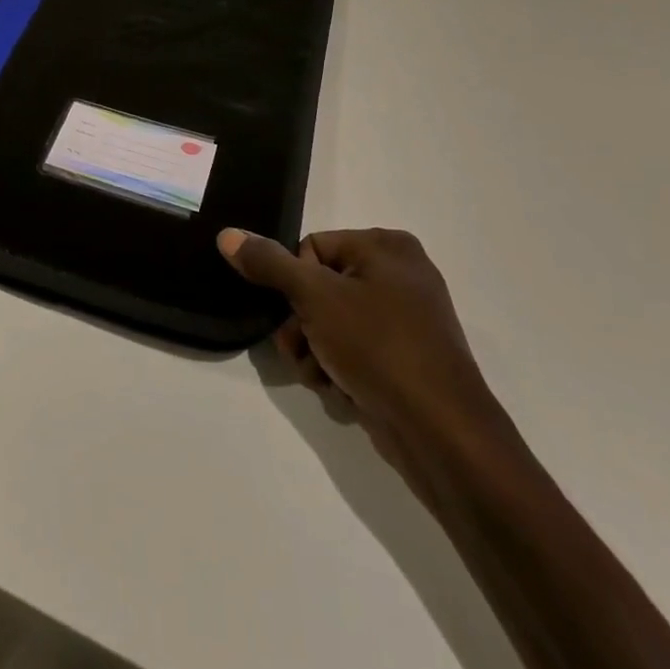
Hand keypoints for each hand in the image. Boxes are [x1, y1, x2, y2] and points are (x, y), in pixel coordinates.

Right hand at [217, 226, 509, 494]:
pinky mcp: (405, 358)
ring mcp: (405, 319)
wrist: (442, 434)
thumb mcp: (314, 297)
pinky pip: (353, 350)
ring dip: (313, 351)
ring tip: (321, 376)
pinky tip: (342, 390)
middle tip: (301, 350)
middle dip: (300, 325)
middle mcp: (400, 275)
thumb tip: (228, 234)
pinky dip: (338, 368)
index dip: (295, 284)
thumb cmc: (378, 347)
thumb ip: (268, 263)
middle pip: (316, 288)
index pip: (310, 249)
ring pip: (329, 323)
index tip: (298, 314)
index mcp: (386, 247)